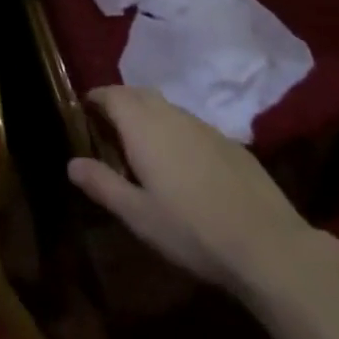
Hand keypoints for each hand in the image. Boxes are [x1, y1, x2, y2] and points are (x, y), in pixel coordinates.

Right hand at [68, 86, 319, 298]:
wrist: (267, 244)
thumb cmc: (191, 230)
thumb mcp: (137, 215)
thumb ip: (102, 184)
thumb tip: (71, 163)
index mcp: (143, 126)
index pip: (112, 94)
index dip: (95, 98)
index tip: (83, 110)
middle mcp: (172, 115)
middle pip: (139, 94)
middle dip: (120, 102)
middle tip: (107, 126)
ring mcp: (204, 126)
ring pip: (167, 108)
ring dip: (148, 116)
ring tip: (140, 145)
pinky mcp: (230, 142)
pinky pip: (191, 125)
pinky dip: (175, 131)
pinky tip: (181, 164)